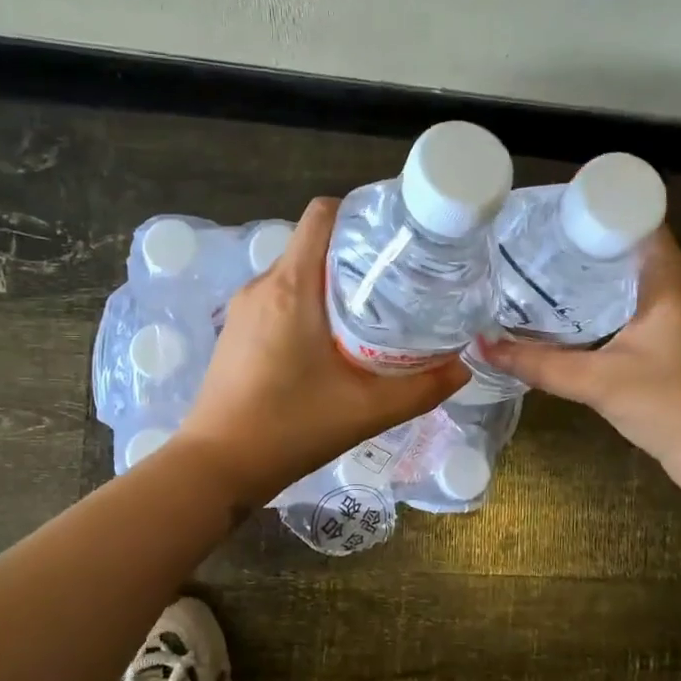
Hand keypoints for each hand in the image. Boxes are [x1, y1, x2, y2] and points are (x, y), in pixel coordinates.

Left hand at [176, 198, 467, 503]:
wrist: (218, 466)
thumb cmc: (290, 428)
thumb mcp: (367, 411)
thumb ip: (422, 388)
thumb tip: (463, 367)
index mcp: (292, 287)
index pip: (323, 215)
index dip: (362, 216)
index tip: (397, 242)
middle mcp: (263, 285)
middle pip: (315, 245)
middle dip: (357, 257)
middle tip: (399, 285)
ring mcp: (244, 308)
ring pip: (297, 274)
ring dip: (333, 285)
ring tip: (372, 315)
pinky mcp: (236, 331)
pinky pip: (280, 299)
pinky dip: (309, 306)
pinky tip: (333, 344)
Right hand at [479, 228, 680, 497]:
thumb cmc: (670, 404)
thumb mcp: (597, 382)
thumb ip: (538, 365)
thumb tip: (481, 347)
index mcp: (667, 279)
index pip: (634, 219)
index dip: (593, 209)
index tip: (548, 215)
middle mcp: (676, 287)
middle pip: (626, 247)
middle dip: (581, 243)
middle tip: (531, 244)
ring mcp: (677, 314)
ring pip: (628, 278)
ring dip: (591, 275)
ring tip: (541, 272)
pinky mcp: (672, 340)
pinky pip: (631, 305)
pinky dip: (601, 303)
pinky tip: (569, 315)